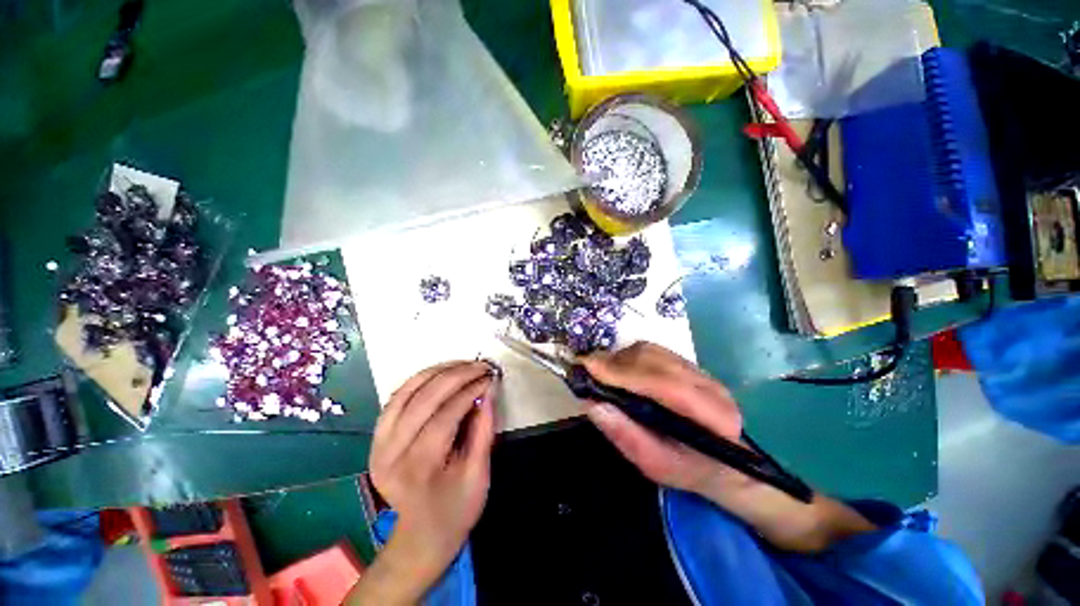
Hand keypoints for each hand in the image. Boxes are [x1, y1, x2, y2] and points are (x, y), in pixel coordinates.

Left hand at [354, 361, 496, 604]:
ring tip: (463, 364)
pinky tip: (440, 373)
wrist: (420, 537)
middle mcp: (391, 453)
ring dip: (437, 371)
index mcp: (419, 467)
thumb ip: (484, 429)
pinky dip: (419, 380)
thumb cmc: (456, 510)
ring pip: (406, 391)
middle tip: (480, 365)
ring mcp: (378, 444)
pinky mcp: (376, 438)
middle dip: (456, 375)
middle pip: (424, 398)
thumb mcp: (479, 473)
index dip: (471, 390)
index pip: (446, 414)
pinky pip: (397, 398)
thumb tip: (489, 390)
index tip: (490, 378)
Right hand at [582, 342, 745, 496]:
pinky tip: (615, 369)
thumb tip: (592, 403)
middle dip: (615, 362)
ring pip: (651, 351)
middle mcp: (710, 385)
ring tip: (598, 370)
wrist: (723, 462)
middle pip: (655, 360)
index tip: (589, 367)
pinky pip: (651, 351)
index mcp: (713, 416)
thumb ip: (626, 435)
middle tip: (585, 368)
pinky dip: (627, 357)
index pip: (665, 384)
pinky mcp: (687, 363)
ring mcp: (699, 370)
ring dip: (619, 357)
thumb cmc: (689, 469)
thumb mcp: (656, 465)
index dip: (624, 373)